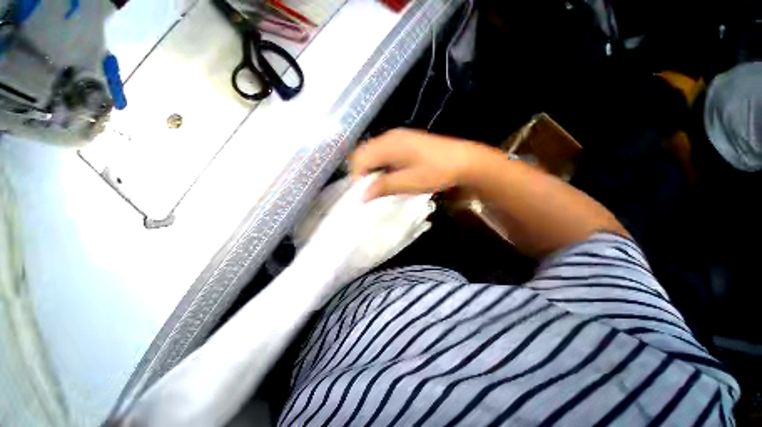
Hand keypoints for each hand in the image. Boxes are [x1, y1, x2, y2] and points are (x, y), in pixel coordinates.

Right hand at [351, 129, 486, 200]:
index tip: (363, 194)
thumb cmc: (436, 172)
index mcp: (388, 144)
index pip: (360, 158)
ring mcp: (398, 137)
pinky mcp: (405, 141)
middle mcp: (390, 136)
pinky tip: (390, 175)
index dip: (357, 177)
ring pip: (373, 152)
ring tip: (379, 185)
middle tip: (370, 190)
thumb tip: (361, 196)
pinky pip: (384, 152)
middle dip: (363, 173)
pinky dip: (381, 165)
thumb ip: (382, 187)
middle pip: (364, 153)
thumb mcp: (408, 183)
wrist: (464, 161)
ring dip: (372, 169)